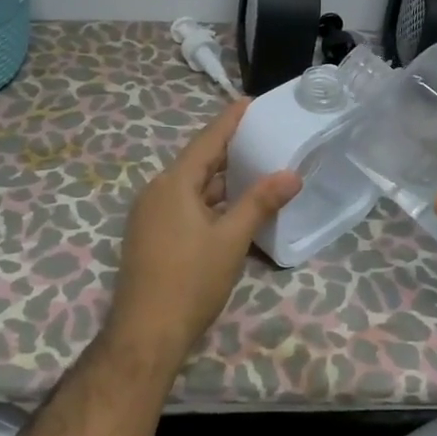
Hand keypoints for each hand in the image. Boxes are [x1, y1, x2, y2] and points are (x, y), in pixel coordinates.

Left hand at [108, 99, 300, 366]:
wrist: (145, 335)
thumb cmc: (190, 281)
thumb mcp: (231, 240)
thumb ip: (260, 203)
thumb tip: (291, 174)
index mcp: (174, 183)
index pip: (207, 140)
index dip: (230, 120)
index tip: (250, 101)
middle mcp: (157, 191)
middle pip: (198, 161)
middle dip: (229, 149)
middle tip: (262, 136)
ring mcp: (150, 214)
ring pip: (191, 186)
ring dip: (220, 179)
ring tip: (254, 168)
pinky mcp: (150, 235)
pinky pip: (183, 205)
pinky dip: (209, 200)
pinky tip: (230, 208)